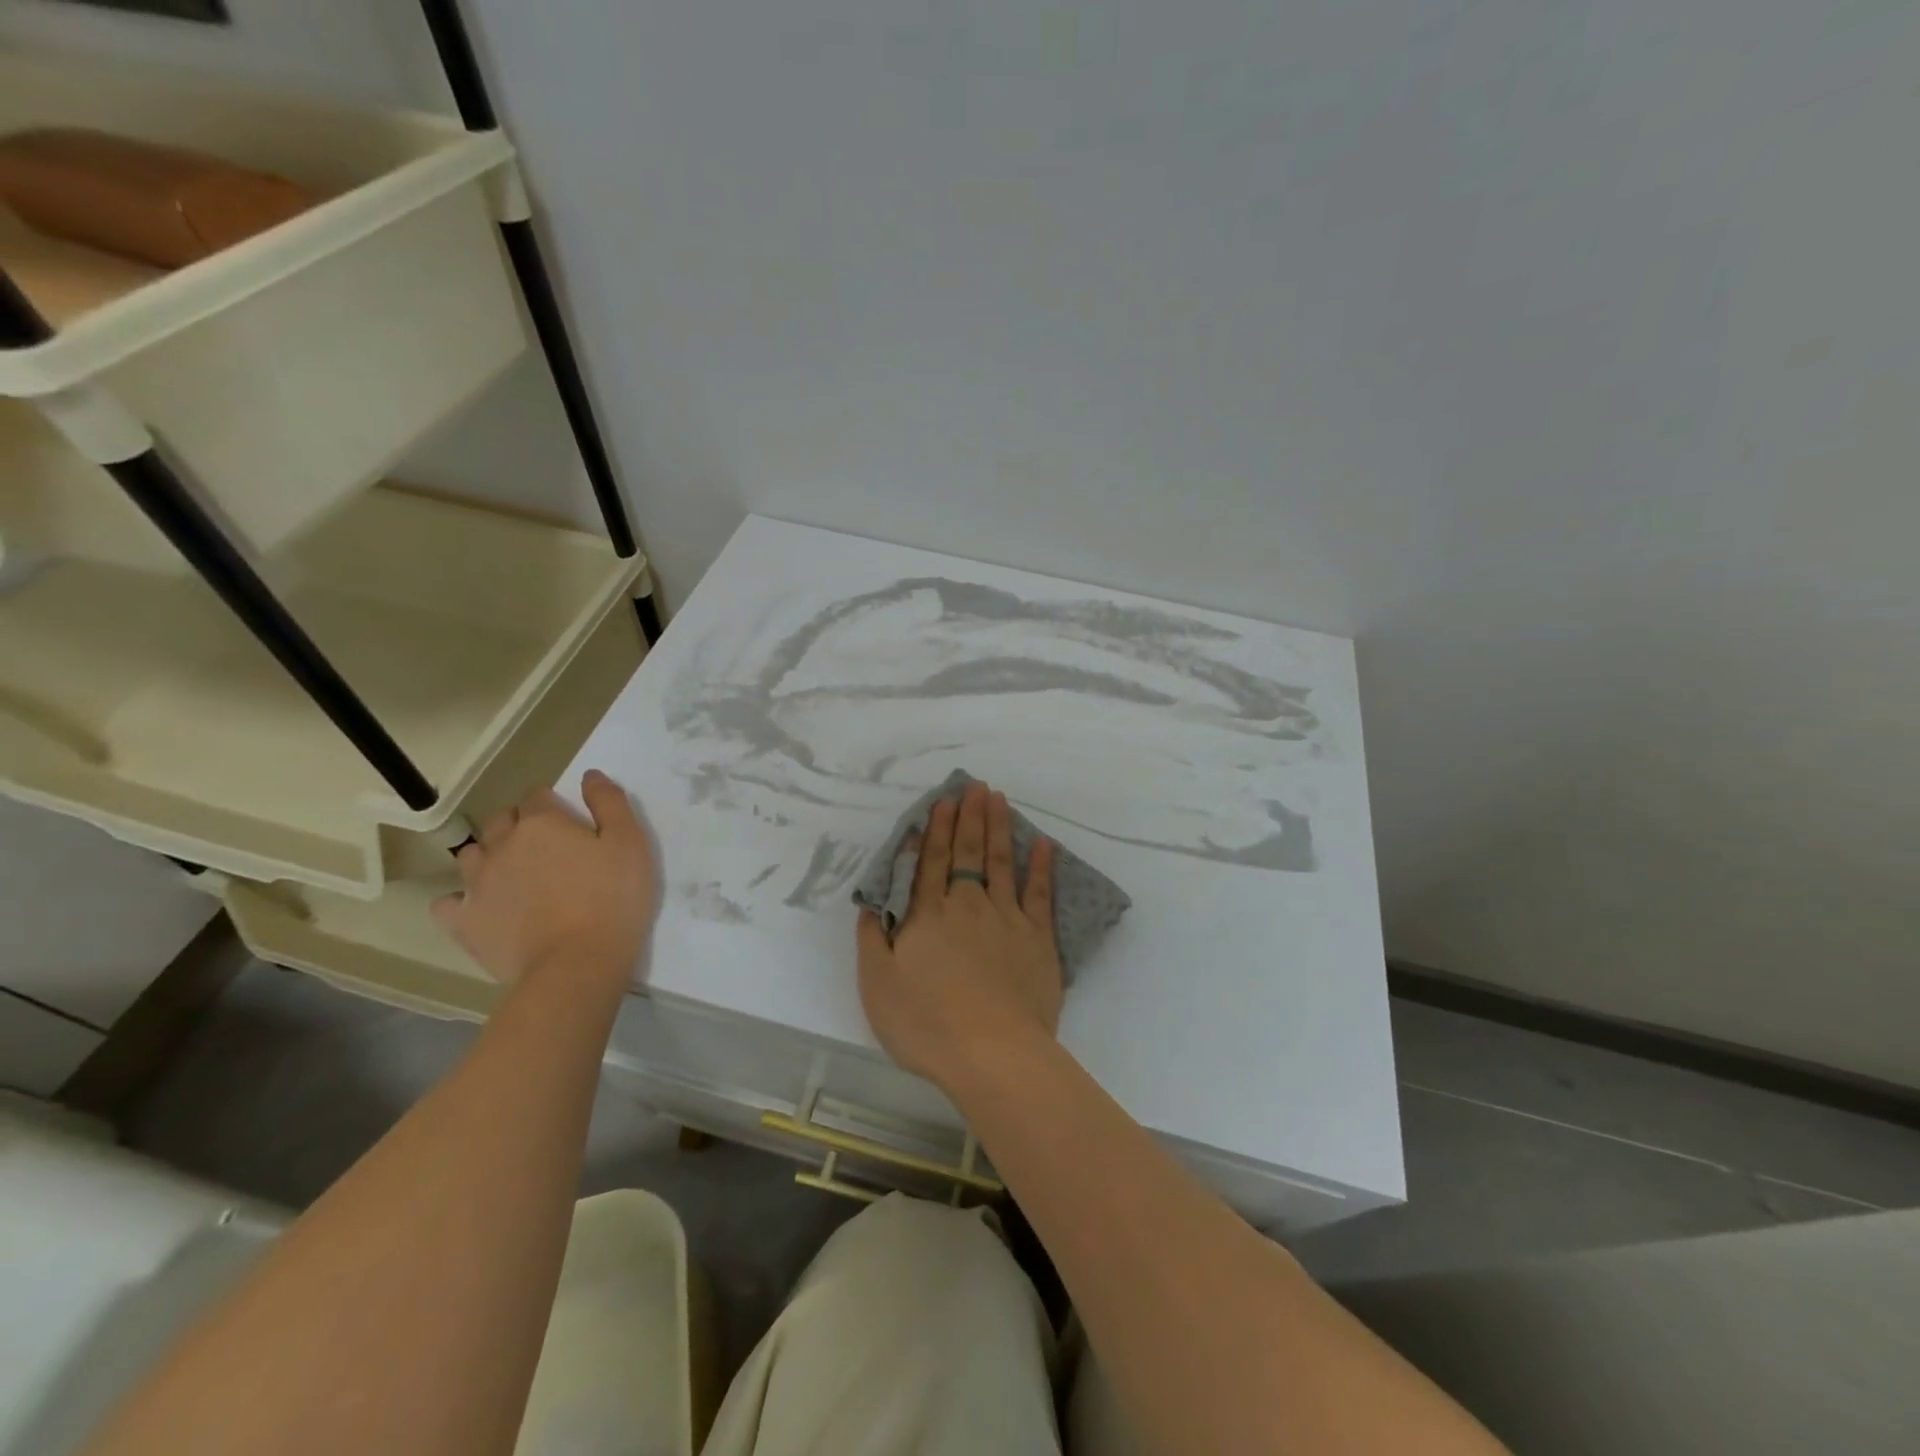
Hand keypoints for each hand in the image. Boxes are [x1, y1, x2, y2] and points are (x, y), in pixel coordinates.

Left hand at [433, 770, 658, 988]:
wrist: (576, 964)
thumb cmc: (612, 899)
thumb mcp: (630, 843)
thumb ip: (610, 803)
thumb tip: (590, 775)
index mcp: (541, 823)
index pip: (537, 796)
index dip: (553, 804)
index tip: (570, 822)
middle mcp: (501, 845)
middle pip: (500, 820)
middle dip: (518, 825)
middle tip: (547, 847)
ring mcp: (477, 884)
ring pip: (472, 854)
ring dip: (489, 856)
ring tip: (514, 874)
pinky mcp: (464, 922)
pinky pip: (448, 902)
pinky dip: (461, 899)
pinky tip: (481, 906)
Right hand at [857, 780, 1062, 1095]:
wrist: (992, 1053)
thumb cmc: (927, 1024)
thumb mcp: (878, 985)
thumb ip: (873, 940)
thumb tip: (872, 904)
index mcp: (929, 916)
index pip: (932, 863)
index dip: (938, 830)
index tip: (945, 800)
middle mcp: (968, 906)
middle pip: (968, 853)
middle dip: (970, 817)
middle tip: (976, 786)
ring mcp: (1007, 919)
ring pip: (1001, 863)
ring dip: (999, 829)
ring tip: (1000, 799)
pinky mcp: (1038, 939)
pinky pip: (1040, 894)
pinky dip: (1042, 867)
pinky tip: (1043, 845)